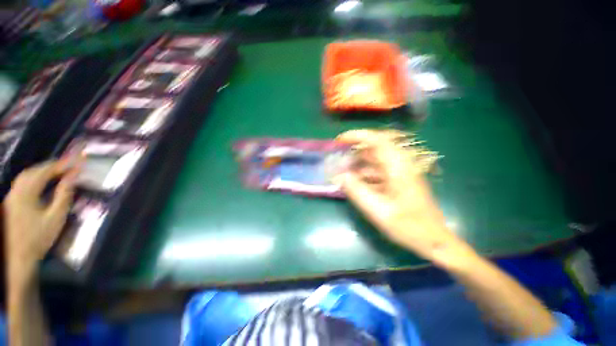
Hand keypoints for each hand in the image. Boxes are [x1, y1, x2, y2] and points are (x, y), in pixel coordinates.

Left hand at [3, 160, 78, 276]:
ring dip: (42, 171)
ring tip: (56, 172)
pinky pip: (23, 184)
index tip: (77, 163)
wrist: (18, 257)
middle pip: (33, 171)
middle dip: (51, 166)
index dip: (61, 166)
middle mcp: (16, 190)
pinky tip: (41, 183)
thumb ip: (63, 196)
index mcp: (26, 193)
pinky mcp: (11, 202)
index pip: (45, 172)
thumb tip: (72, 178)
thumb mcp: (55, 218)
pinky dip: (34, 178)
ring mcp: (12, 196)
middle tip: (68, 166)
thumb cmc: (38, 238)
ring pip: (26, 176)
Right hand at [335, 129, 470, 263]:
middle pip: (374, 148)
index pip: (377, 140)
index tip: (339, 141)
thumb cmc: (409, 227)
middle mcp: (400, 164)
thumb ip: (357, 191)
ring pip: (374, 159)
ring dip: (357, 163)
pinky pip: (377, 170)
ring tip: (342, 171)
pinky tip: (354, 182)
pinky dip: (363, 173)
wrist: (433, 240)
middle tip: (338, 158)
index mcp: (399, 167)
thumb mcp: (378, 211)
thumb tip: (339, 175)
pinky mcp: (398, 180)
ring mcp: (399, 172)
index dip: (357, 136)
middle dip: (354, 150)